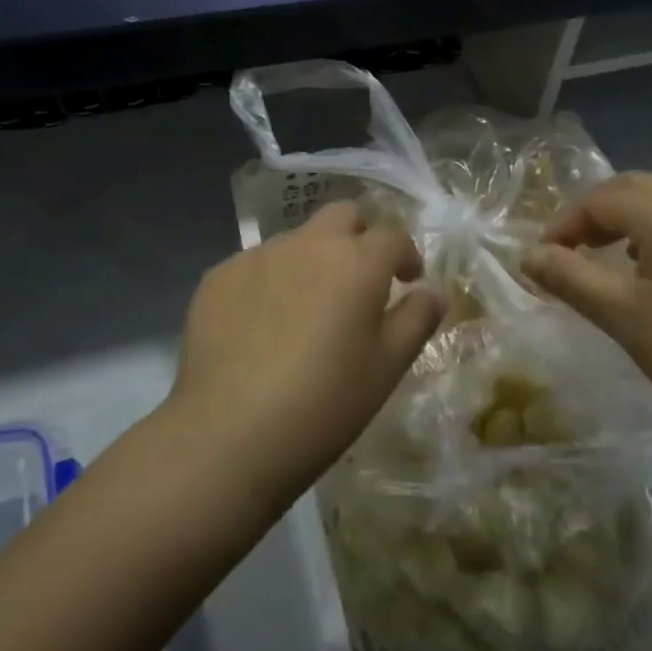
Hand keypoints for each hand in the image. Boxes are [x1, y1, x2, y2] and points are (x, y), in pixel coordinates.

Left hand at [176, 201, 446, 501]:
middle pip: (342, 216)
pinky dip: (270, 283)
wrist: (229, 434)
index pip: (393, 236)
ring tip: (306, 311)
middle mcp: (308, 244)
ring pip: (296, 240)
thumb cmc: (325, 402)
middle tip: (359, 281)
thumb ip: (416, 319)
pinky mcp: (218, 278)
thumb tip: (433, 291)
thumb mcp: (387, 367)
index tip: (408, 281)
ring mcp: (257, 256)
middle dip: (358, 237)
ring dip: (312, 260)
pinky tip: (261, 328)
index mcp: (357, 261)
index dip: (406, 255)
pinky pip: (255, 266)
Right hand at [521, 172, 651, 435]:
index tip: (543, 259)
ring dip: (627, 218)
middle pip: (632, 187)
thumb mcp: (620, 314)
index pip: (599, 200)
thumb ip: (569, 278)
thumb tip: (528, 255)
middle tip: (571, 249)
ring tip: (608, 256)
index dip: (564, 224)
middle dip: (594, 212)